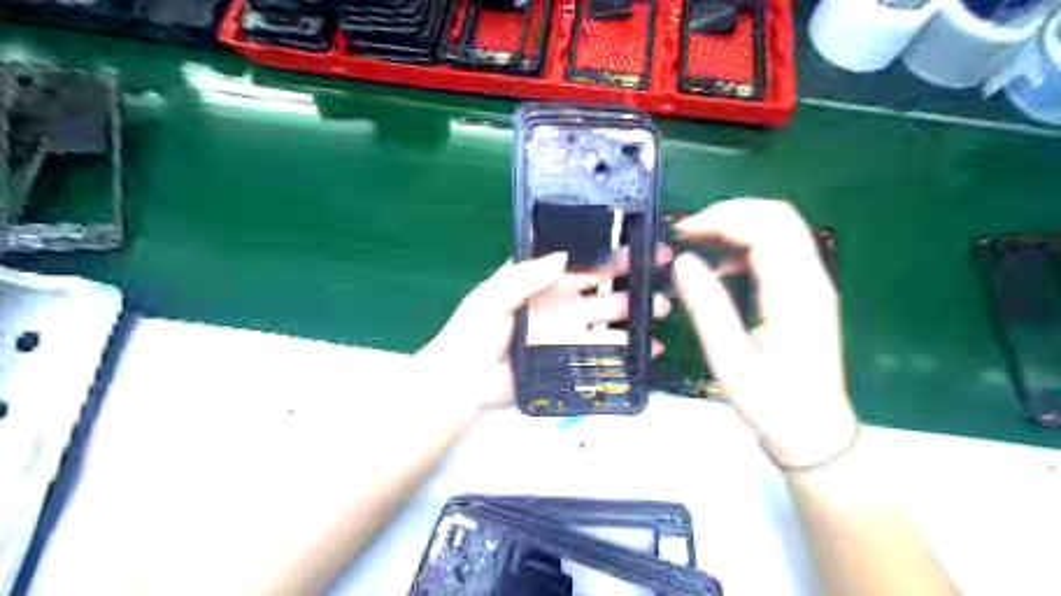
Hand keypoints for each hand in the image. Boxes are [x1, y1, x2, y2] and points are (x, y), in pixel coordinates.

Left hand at [416, 250, 670, 410]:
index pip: (578, 259)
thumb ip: (524, 276)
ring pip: (607, 318)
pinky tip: (646, 349)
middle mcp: (558, 301)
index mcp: (540, 279)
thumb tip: (564, 255)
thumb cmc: (473, 333)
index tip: (636, 244)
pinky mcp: (570, 357)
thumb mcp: (493, 297)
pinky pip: (602, 351)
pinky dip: (625, 350)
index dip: (605, 250)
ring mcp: (567, 330)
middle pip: (600, 286)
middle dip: (630, 279)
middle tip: (659, 274)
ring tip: (659, 310)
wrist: (465, 383)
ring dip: (634, 314)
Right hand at [675, 201, 854, 470]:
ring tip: (697, 242)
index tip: (683, 232)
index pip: (766, 228)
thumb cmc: (773, 404)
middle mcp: (811, 280)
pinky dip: (745, 245)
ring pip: (779, 228)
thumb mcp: (731, 361)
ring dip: (737, 225)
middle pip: (778, 216)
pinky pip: (777, 250)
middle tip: (688, 232)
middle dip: (729, 212)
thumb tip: (683, 262)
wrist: (815, 434)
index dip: (722, 218)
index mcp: (796, 294)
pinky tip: (720, 266)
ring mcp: (812, 284)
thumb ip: (708, 308)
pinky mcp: (805, 293)